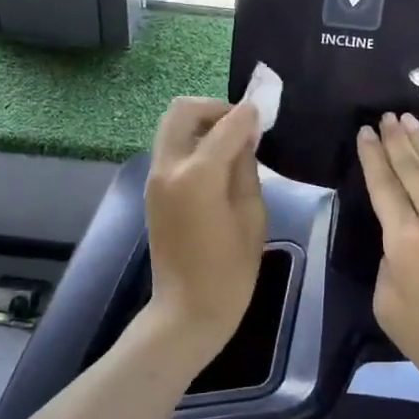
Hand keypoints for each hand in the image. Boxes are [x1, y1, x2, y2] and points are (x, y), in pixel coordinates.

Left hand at [145, 97, 266, 361]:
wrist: (187, 310)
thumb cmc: (230, 271)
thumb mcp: (252, 215)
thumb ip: (246, 168)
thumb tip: (245, 136)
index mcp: (197, 175)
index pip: (225, 125)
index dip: (248, 114)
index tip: (265, 112)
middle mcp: (168, 167)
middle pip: (182, 110)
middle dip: (214, 108)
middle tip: (241, 126)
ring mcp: (155, 178)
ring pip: (172, 126)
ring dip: (201, 124)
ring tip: (231, 144)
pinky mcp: (152, 189)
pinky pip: (171, 148)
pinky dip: (193, 142)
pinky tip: (217, 163)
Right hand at [357, 113, 418, 404]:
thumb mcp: (388, 307)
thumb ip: (388, 265)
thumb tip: (401, 245)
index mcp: (403, 241)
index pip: (383, 186)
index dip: (372, 157)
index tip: (364, 133)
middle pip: (413, 169)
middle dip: (396, 139)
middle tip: (386, 117)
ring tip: (410, 121)